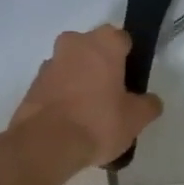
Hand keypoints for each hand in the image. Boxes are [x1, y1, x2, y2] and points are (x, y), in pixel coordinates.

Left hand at [11, 26, 162, 168]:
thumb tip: (150, 102)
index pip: (123, 40)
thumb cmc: (98, 122)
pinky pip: (56, 84)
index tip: (132, 81)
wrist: (45, 144)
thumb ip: (148, 105)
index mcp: (104, 43)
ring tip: (91, 112)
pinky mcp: (33, 84)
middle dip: (103, 66)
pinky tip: (72, 120)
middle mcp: (75, 43)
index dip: (130, 59)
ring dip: (81, 80)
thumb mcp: (136, 118)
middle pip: (94, 49)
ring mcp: (50, 63)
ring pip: (73, 65)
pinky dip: (64, 95)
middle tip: (114, 95)